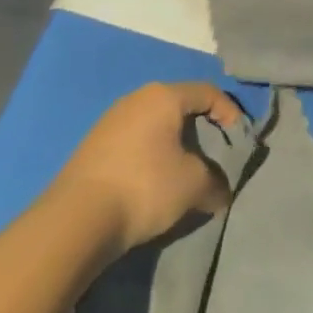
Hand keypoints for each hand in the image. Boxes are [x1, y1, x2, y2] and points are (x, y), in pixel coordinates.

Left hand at [49, 82, 243, 254]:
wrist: (74, 220)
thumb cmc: (143, 187)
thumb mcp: (192, 185)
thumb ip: (215, 182)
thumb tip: (222, 192)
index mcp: (164, 96)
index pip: (207, 92)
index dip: (229, 113)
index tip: (238, 141)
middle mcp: (137, 98)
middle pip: (180, 105)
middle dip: (200, 129)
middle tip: (212, 155)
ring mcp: (111, 120)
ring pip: (154, 124)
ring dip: (173, 144)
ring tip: (182, 173)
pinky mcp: (92, 145)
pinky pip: (134, 141)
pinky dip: (149, 155)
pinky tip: (150, 183)